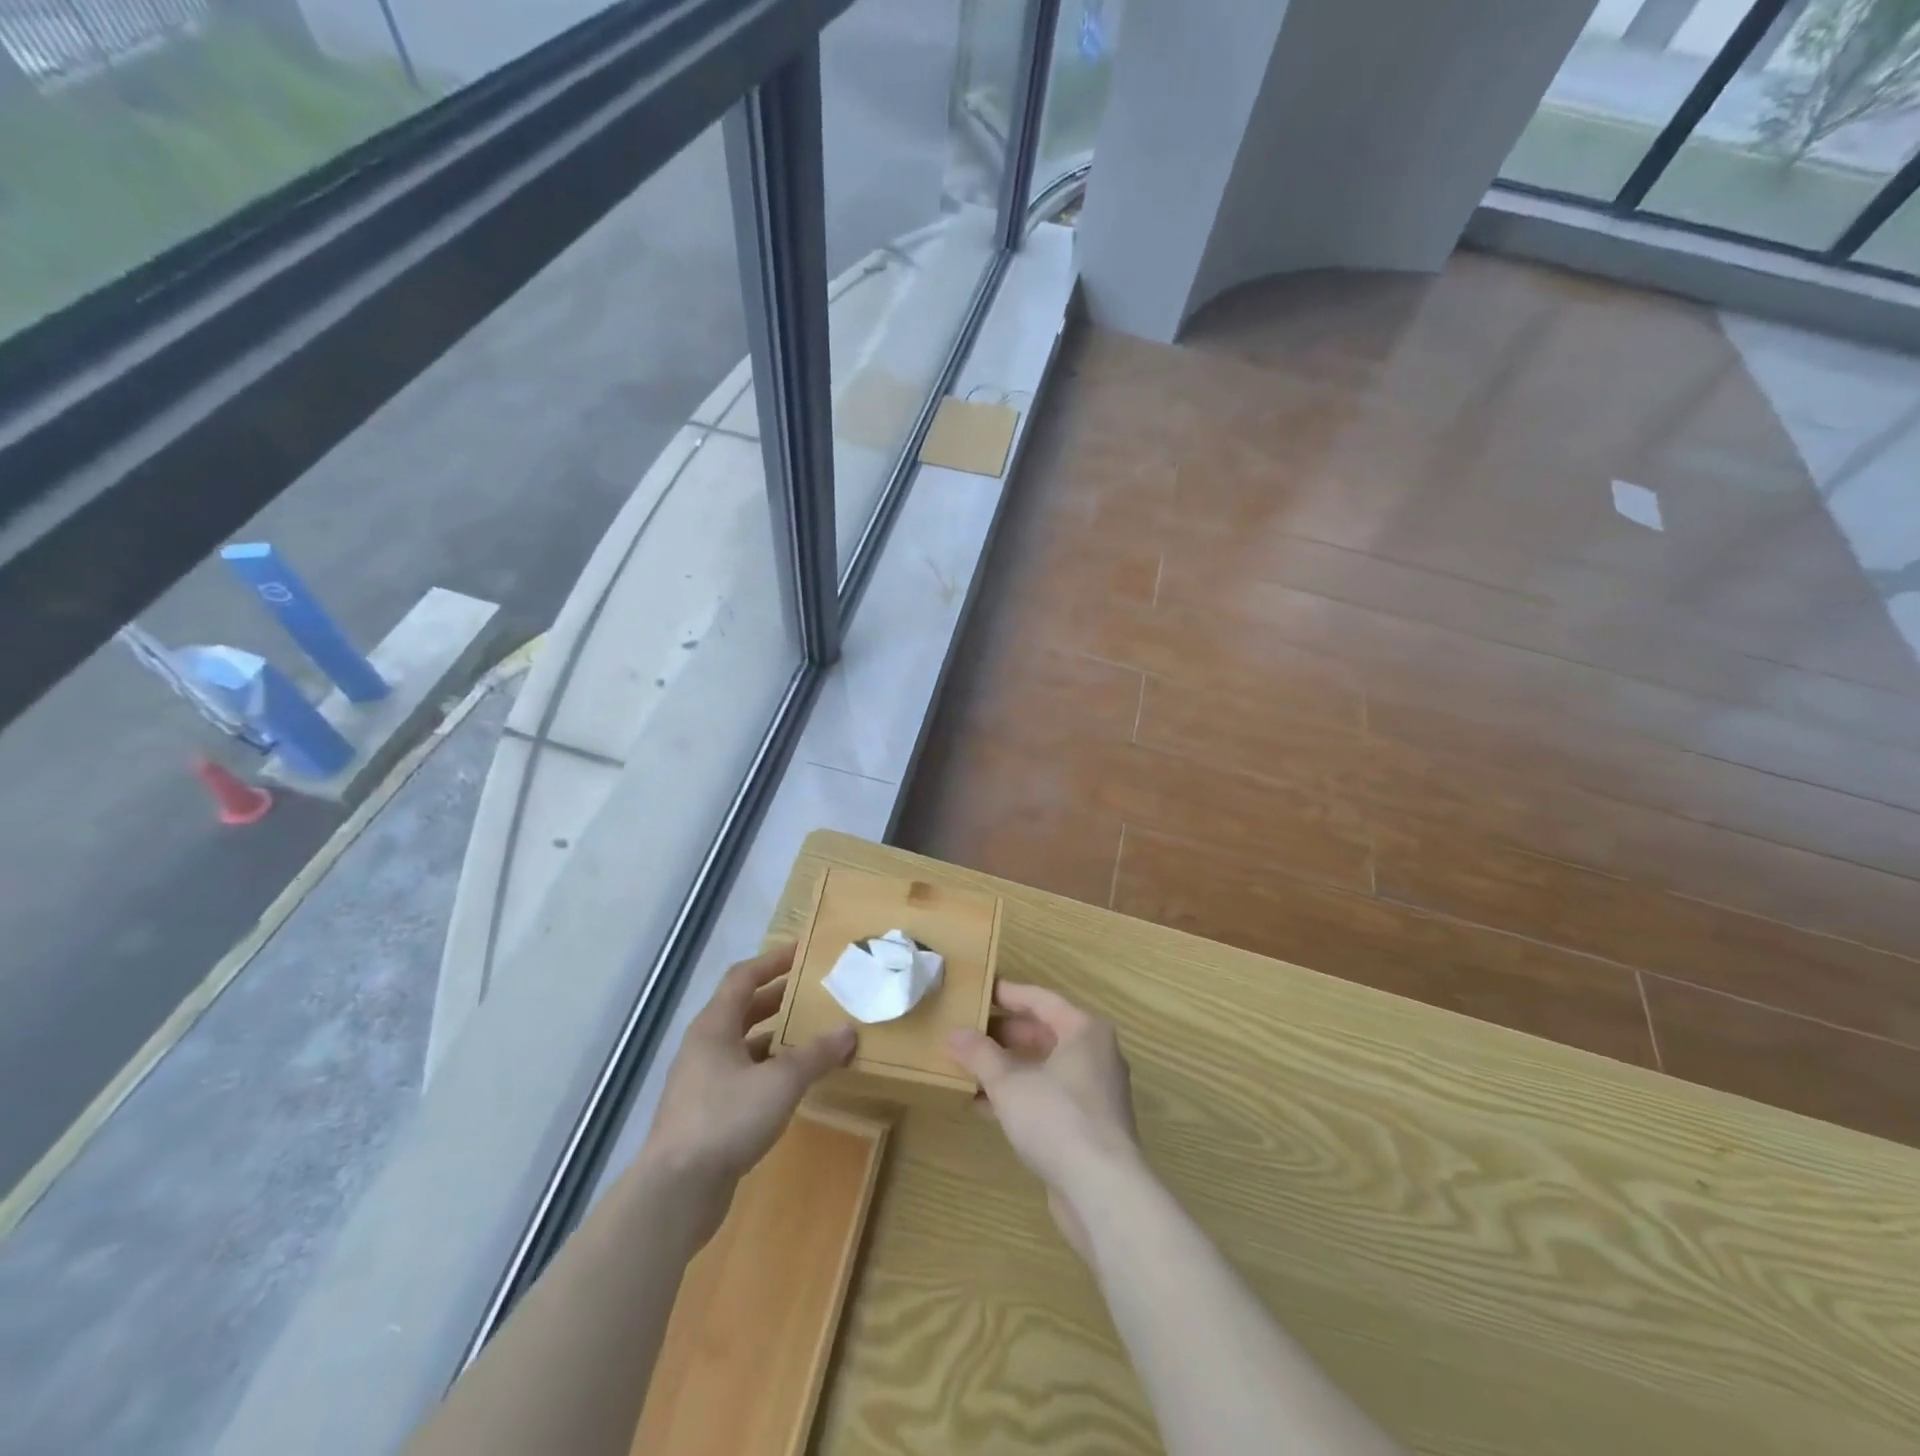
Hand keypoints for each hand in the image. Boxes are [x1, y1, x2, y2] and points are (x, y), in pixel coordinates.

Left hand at [641, 944, 854, 1241]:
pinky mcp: (705, 1114)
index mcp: (714, 1026)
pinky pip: (742, 1076)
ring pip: (743, 1045)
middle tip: (813, 992)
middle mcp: (704, 1047)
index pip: (743, 978)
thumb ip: (816, 1054)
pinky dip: (768, 1069)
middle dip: (777, 998)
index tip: (802, 952)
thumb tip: (849, 1031)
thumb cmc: (726, 1119)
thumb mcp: (781, 1082)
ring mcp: (701, 1082)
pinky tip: (792, 1082)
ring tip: (810, 1034)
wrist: (676, 1191)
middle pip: (742, 1009)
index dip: (772, 961)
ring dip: (774, 1036)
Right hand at [946, 983, 1139, 1259]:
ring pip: (1045, 1068)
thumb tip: (954, 1034)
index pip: (1040, 999)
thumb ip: (980, 1055)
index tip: (978, 991)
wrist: (1103, 1191)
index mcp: (1084, 1030)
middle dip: (1004, 1034)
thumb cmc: (1057, 1118)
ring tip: (969, 1068)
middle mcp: (1095, 1054)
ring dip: (1009, 1068)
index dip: (1007, 994)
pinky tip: (985, 1106)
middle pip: (1044, 1033)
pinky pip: (1049, 1097)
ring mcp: (1095, 1092)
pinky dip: (1020, 1096)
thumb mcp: (1009, 1083)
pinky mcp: (1090, 1126)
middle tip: (968, 1031)